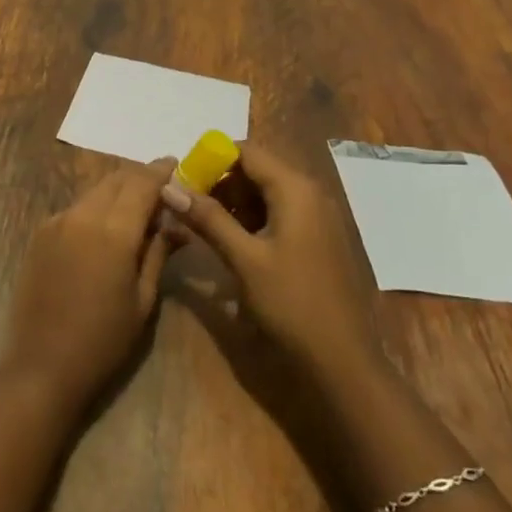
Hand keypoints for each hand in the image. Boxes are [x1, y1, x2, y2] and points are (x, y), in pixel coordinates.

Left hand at [3, 158, 175, 408]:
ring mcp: (56, 221)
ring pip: (94, 191)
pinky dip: (96, 206)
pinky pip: (75, 207)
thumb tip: (177, 225)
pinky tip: (105, 227)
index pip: (142, 184)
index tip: (177, 164)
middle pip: (116, 179)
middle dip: (140, 177)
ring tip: (137, 208)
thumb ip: (158, 253)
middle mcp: (82, 215)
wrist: (42, 364)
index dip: (161, 171)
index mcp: (113, 231)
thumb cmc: (103, 340)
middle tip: (161, 189)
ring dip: (117, 190)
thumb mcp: (143, 300)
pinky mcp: (40, 233)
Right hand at [159, 142, 378, 383]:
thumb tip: (168, 187)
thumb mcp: (244, 259)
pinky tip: (232, 243)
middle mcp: (310, 193)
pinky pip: (279, 214)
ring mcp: (317, 217)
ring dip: (233, 202)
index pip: (247, 151)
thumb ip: (207, 218)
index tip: (183, 181)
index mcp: (295, 189)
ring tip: (204, 226)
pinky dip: (252, 220)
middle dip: (220, 182)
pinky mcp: (317, 239)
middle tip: (189, 207)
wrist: (342, 360)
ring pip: (266, 193)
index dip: (212, 159)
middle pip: (257, 169)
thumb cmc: (291, 303)